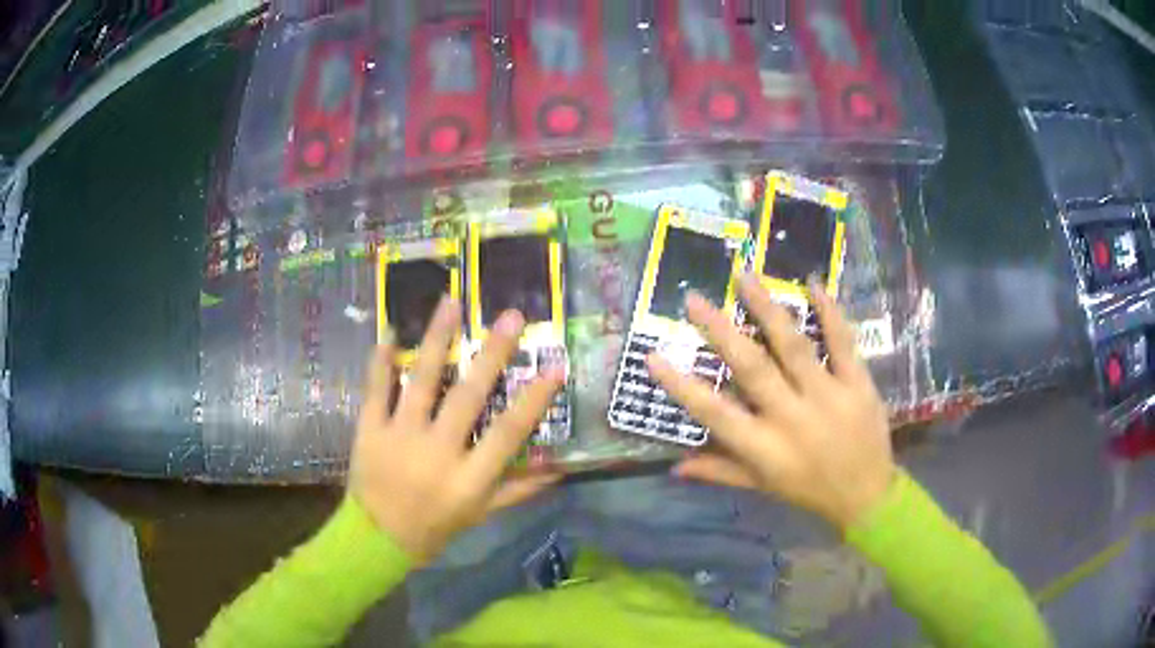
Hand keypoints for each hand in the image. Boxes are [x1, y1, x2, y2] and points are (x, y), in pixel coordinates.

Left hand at [349, 297, 563, 563]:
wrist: (377, 539)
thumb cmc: (435, 527)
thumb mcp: (481, 514)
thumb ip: (517, 490)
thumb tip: (557, 471)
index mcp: (469, 477)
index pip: (508, 433)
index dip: (534, 401)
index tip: (556, 367)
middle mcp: (438, 452)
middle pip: (468, 397)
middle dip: (492, 355)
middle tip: (511, 317)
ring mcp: (400, 437)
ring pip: (421, 381)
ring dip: (436, 339)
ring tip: (450, 303)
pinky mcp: (370, 430)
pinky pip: (376, 390)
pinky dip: (381, 362)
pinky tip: (390, 332)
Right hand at [648, 275, 895, 531]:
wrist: (867, 494)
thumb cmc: (809, 490)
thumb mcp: (762, 487)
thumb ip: (720, 471)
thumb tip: (675, 466)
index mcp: (764, 447)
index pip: (713, 413)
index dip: (680, 385)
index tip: (653, 356)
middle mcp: (791, 417)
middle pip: (752, 368)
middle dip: (720, 331)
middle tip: (694, 299)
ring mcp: (828, 396)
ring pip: (793, 346)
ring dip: (767, 308)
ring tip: (745, 276)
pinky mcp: (857, 383)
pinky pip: (842, 341)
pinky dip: (829, 311)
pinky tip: (813, 283)